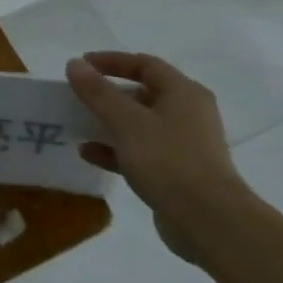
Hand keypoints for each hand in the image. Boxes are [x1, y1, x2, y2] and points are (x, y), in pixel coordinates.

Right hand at [66, 51, 253, 260]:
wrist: (208, 221)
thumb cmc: (168, 160)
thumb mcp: (126, 121)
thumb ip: (98, 92)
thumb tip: (74, 64)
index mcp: (184, 93)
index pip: (145, 64)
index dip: (111, 61)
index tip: (81, 65)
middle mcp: (188, 114)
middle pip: (143, 93)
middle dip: (108, 94)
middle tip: (79, 95)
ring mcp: (184, 145)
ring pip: (140, 124)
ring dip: (109, 122)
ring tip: (79, 124)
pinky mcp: (177, 172)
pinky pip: (140, 151)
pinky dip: (115, 149)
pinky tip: (89, 154)